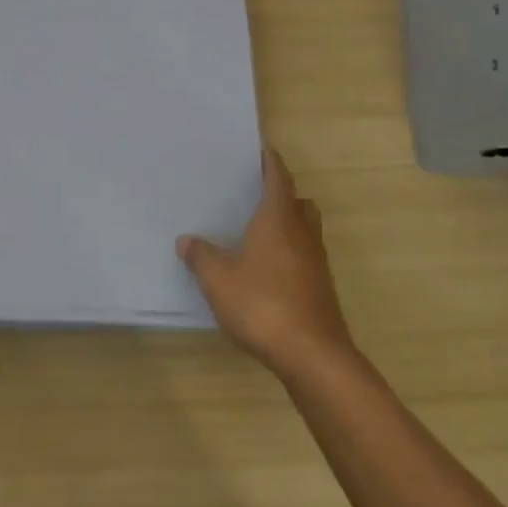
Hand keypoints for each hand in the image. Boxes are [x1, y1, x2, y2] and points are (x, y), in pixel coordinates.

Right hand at [179, 148, 352, 377]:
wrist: (313, 356)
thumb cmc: (263, 305)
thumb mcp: (218, 279)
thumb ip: (201, 257)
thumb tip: (186, 240)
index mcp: (278, 219)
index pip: (278, 178)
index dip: (271, 163)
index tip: (262, 150)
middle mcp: (302, 234)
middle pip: (299, 202)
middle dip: (283, 193)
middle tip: (258, 193)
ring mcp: (316, 263)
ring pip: (307, 230)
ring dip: (291, 223)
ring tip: (262, 231)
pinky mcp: (322, 289)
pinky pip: (307, 256)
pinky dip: (292, 253)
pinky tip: (271, 270)